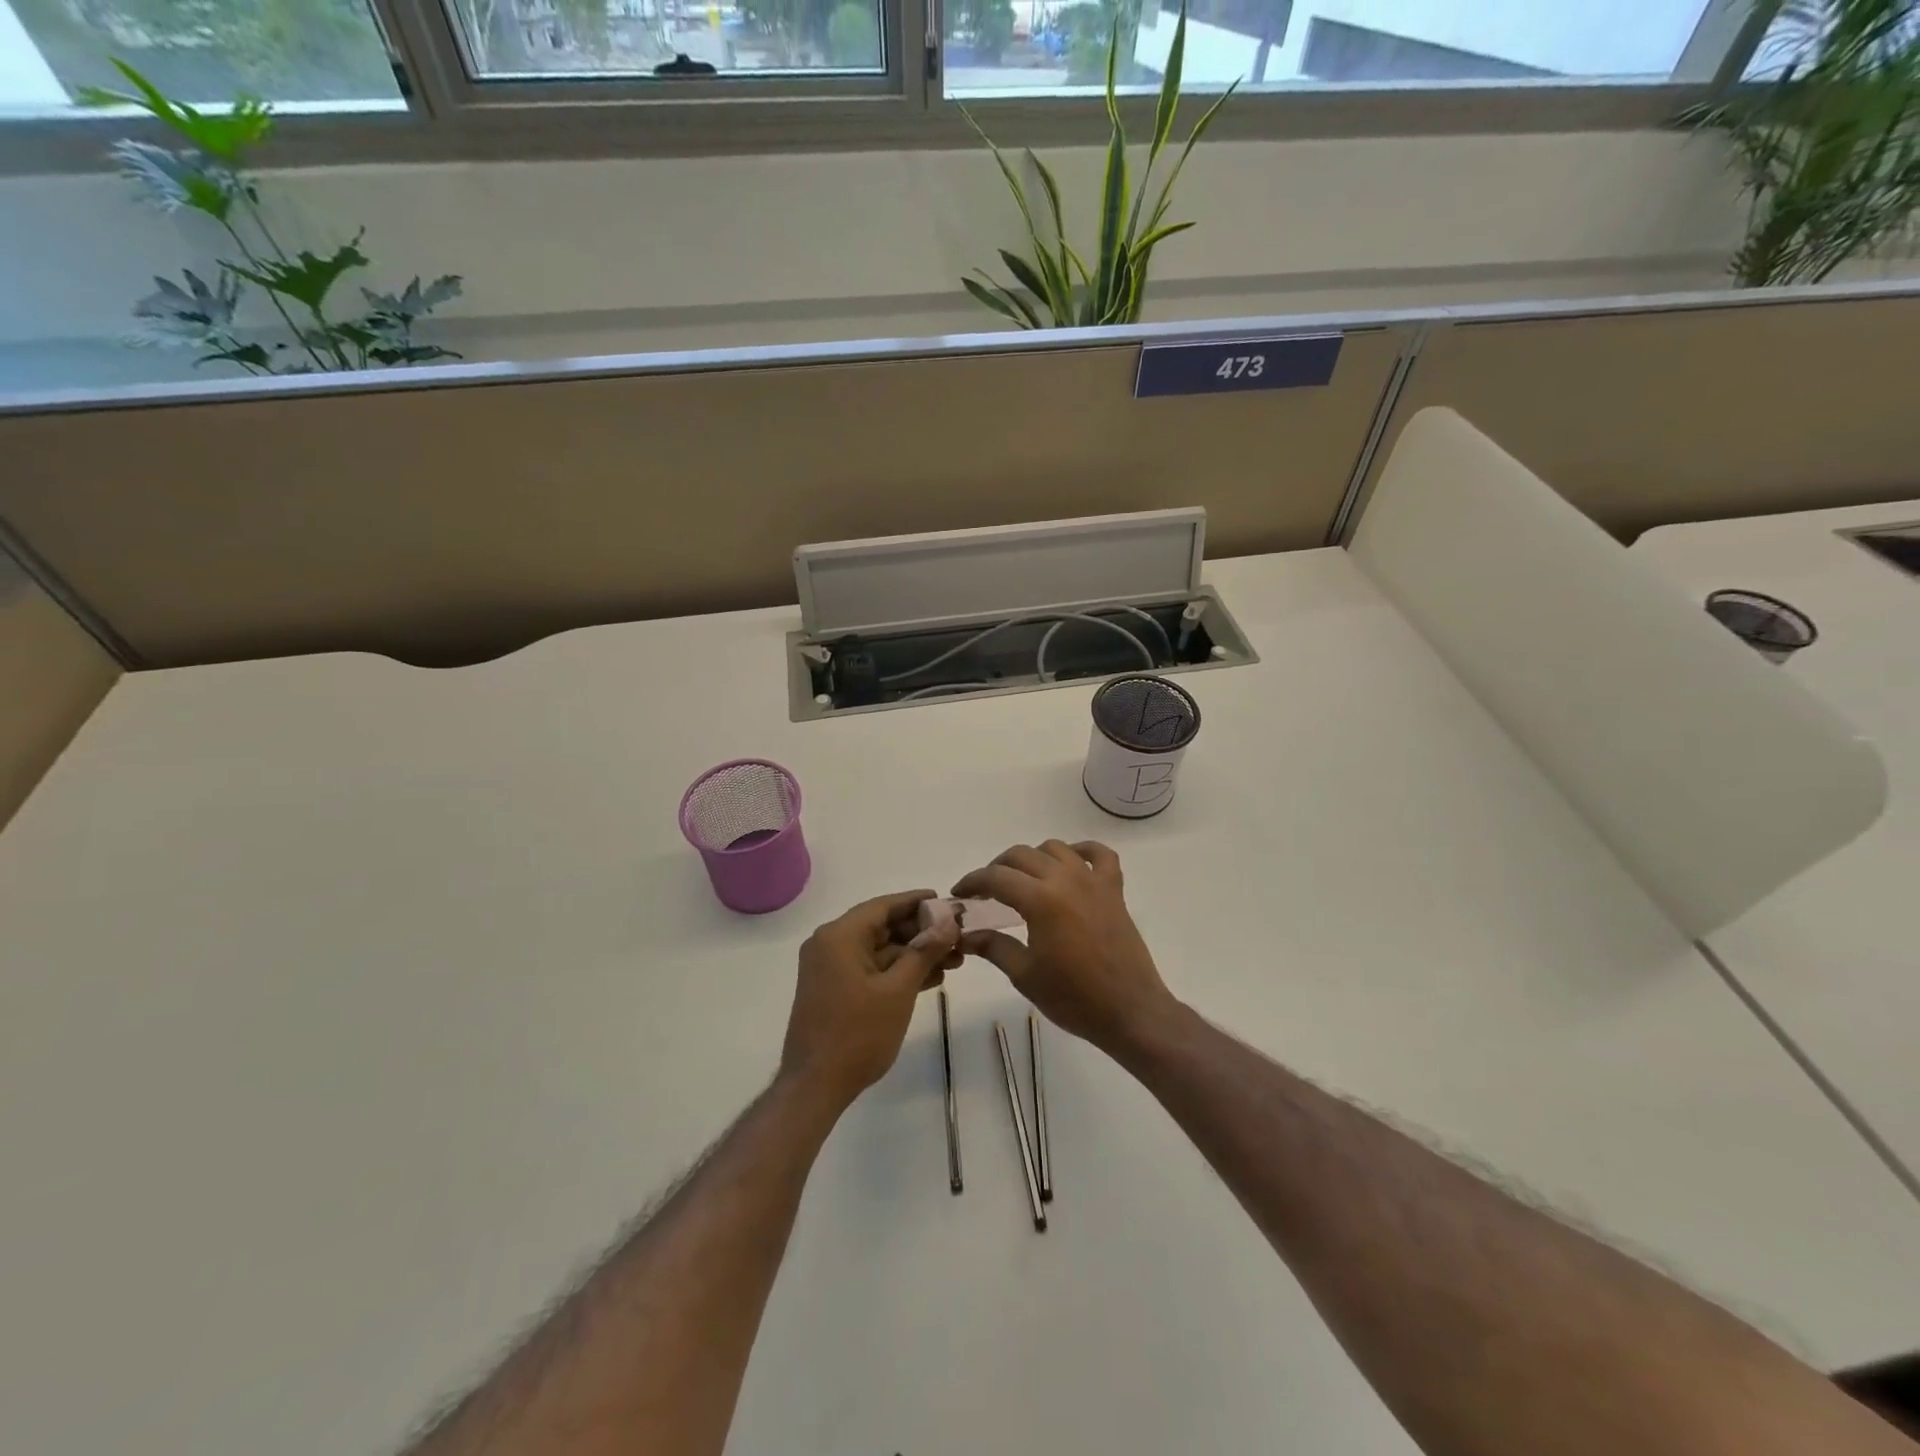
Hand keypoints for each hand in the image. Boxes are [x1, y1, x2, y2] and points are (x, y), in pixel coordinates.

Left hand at [779, 890, 959, 1112]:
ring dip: (914, 954)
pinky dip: (897, 971)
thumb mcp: (898, 990)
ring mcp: (830, 968)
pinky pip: (871, 969)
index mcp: (840, 936)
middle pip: (882, 927)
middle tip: (958, 936)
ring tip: (955, 960)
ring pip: (880, 950)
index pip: (883, 906)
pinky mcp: (834, 989)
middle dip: (921, 932)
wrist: (815, 1086)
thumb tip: (948, 921)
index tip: (947, 902)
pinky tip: (931, 978)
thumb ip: (924, 951)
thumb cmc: (858, 1034)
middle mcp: (830, 944)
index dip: (917, 902)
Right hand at [952, 841, 1176, 1055]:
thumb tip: (964, 935)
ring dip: (1033, 858)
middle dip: (997, 868)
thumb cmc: (1073, 997)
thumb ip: (993, 946)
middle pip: (1021, 856)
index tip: (959, 894)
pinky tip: (1070, 863)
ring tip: (1023, 881)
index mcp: (1041, 900)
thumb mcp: (1024, 975)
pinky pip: (1099, 855)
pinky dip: (1081, 851)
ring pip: (1055, 848)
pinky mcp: (1114, 889)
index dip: (972, 881)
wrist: (1129, 1010)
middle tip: (985, 892)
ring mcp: (1093, 881)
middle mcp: (1066, 879)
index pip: (996, 877)